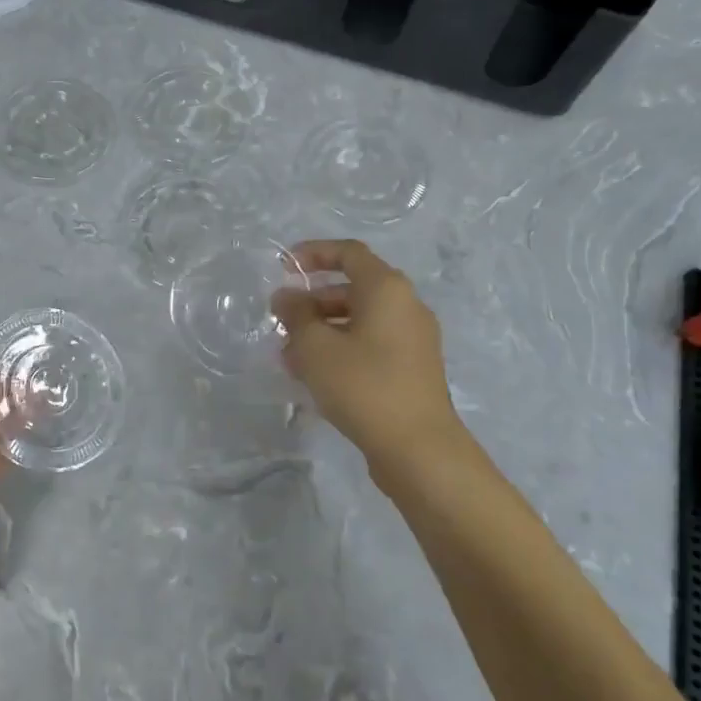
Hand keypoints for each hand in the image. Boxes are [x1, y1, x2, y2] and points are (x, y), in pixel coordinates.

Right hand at [272, 240, 467, 493]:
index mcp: (386, 289)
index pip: (348, 253)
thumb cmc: (363, 385)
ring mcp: (414, 339)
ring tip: (290, 355)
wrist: (418, 448)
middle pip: (354, 288)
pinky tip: (315, 375)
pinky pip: (371, 344)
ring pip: (360, 320)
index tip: (284, 267)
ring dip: (323, 329)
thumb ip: (296, 315)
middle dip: (313, 300)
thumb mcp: (315, 347)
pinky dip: (342, 348)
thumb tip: (286, 297)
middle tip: (282, 320)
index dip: (314, 253)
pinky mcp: (412, 368)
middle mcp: (406, 306)